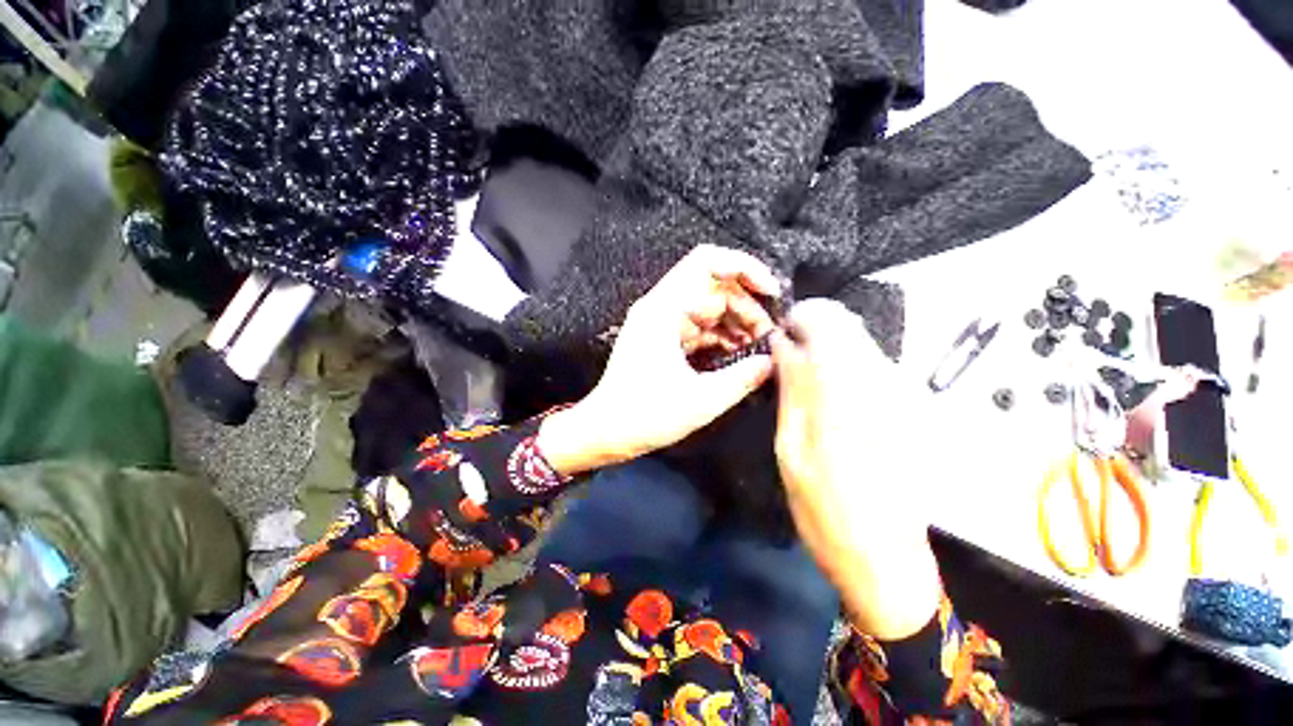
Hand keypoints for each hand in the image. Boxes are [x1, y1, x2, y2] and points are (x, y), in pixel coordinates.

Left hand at [539, 245, 779, 474]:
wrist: (604, 431)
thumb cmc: (646, 416)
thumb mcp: (701, 401)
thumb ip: (742, 378)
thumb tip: (771, 362)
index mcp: (664, 310)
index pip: (707, 262)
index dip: (745, 268)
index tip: (771, 294)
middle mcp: (661, 307)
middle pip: (713, 285)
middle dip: (746, 306)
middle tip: (768, 337)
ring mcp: (661, 322)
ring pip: (708, 306)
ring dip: (736, 322)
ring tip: (758, 348)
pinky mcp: (663, 337)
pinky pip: (699, 325)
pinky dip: (721, 335)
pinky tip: (739, 355)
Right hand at [770, 299, 940, 639]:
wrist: (886, 557)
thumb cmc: (824, 509)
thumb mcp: (790, 449)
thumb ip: (791, 389)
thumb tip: (782, 345)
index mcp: (846, 391)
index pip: (824, 321)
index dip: (796, 319)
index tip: (776, 337)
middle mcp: (882, 381)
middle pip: (846, 322)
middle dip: (810, 328)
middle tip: (784, 356)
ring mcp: (901, 393)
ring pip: (858, 339)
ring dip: (824, 345)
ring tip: (800, 375)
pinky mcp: (907, 406)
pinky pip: (868, 363)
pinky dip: (841, 363)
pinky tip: (826, 394)